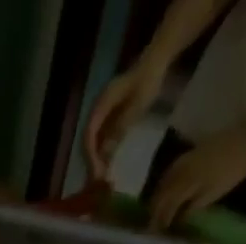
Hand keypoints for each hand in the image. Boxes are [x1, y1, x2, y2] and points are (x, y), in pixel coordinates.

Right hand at [83, 57, 166, 181]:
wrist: (157, 61)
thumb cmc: (148, 80)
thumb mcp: (136, 106)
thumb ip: (120, 127)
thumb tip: (104, 153)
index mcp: (101, 106)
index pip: (89, 135)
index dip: (91, 155)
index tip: (97, 173)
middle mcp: (97, 111)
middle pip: (88, 141)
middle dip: (92, 161)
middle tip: (99, 180)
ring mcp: (103, 114)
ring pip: (94, 141)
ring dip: (97, 159)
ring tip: (103, 176)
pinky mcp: (109, 117)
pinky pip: (102, 138)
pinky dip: (103, 152)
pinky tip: (108, 163)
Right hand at [147, 127, 245, 230]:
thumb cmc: (234, 170)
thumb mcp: (212, 195)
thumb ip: (191, 208)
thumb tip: (176, 221)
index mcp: (184, 183)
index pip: (165, 207)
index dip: (159, 222)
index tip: (157, 235)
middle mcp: (179, 171)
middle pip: (160, 194)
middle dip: (155, 211)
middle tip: (153, 226)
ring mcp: (184, 160)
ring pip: (163, 182)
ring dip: (157, 197)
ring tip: (156, 210)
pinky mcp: (191, 153)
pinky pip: (170, 171)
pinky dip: (165, 183)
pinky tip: (166, 190)